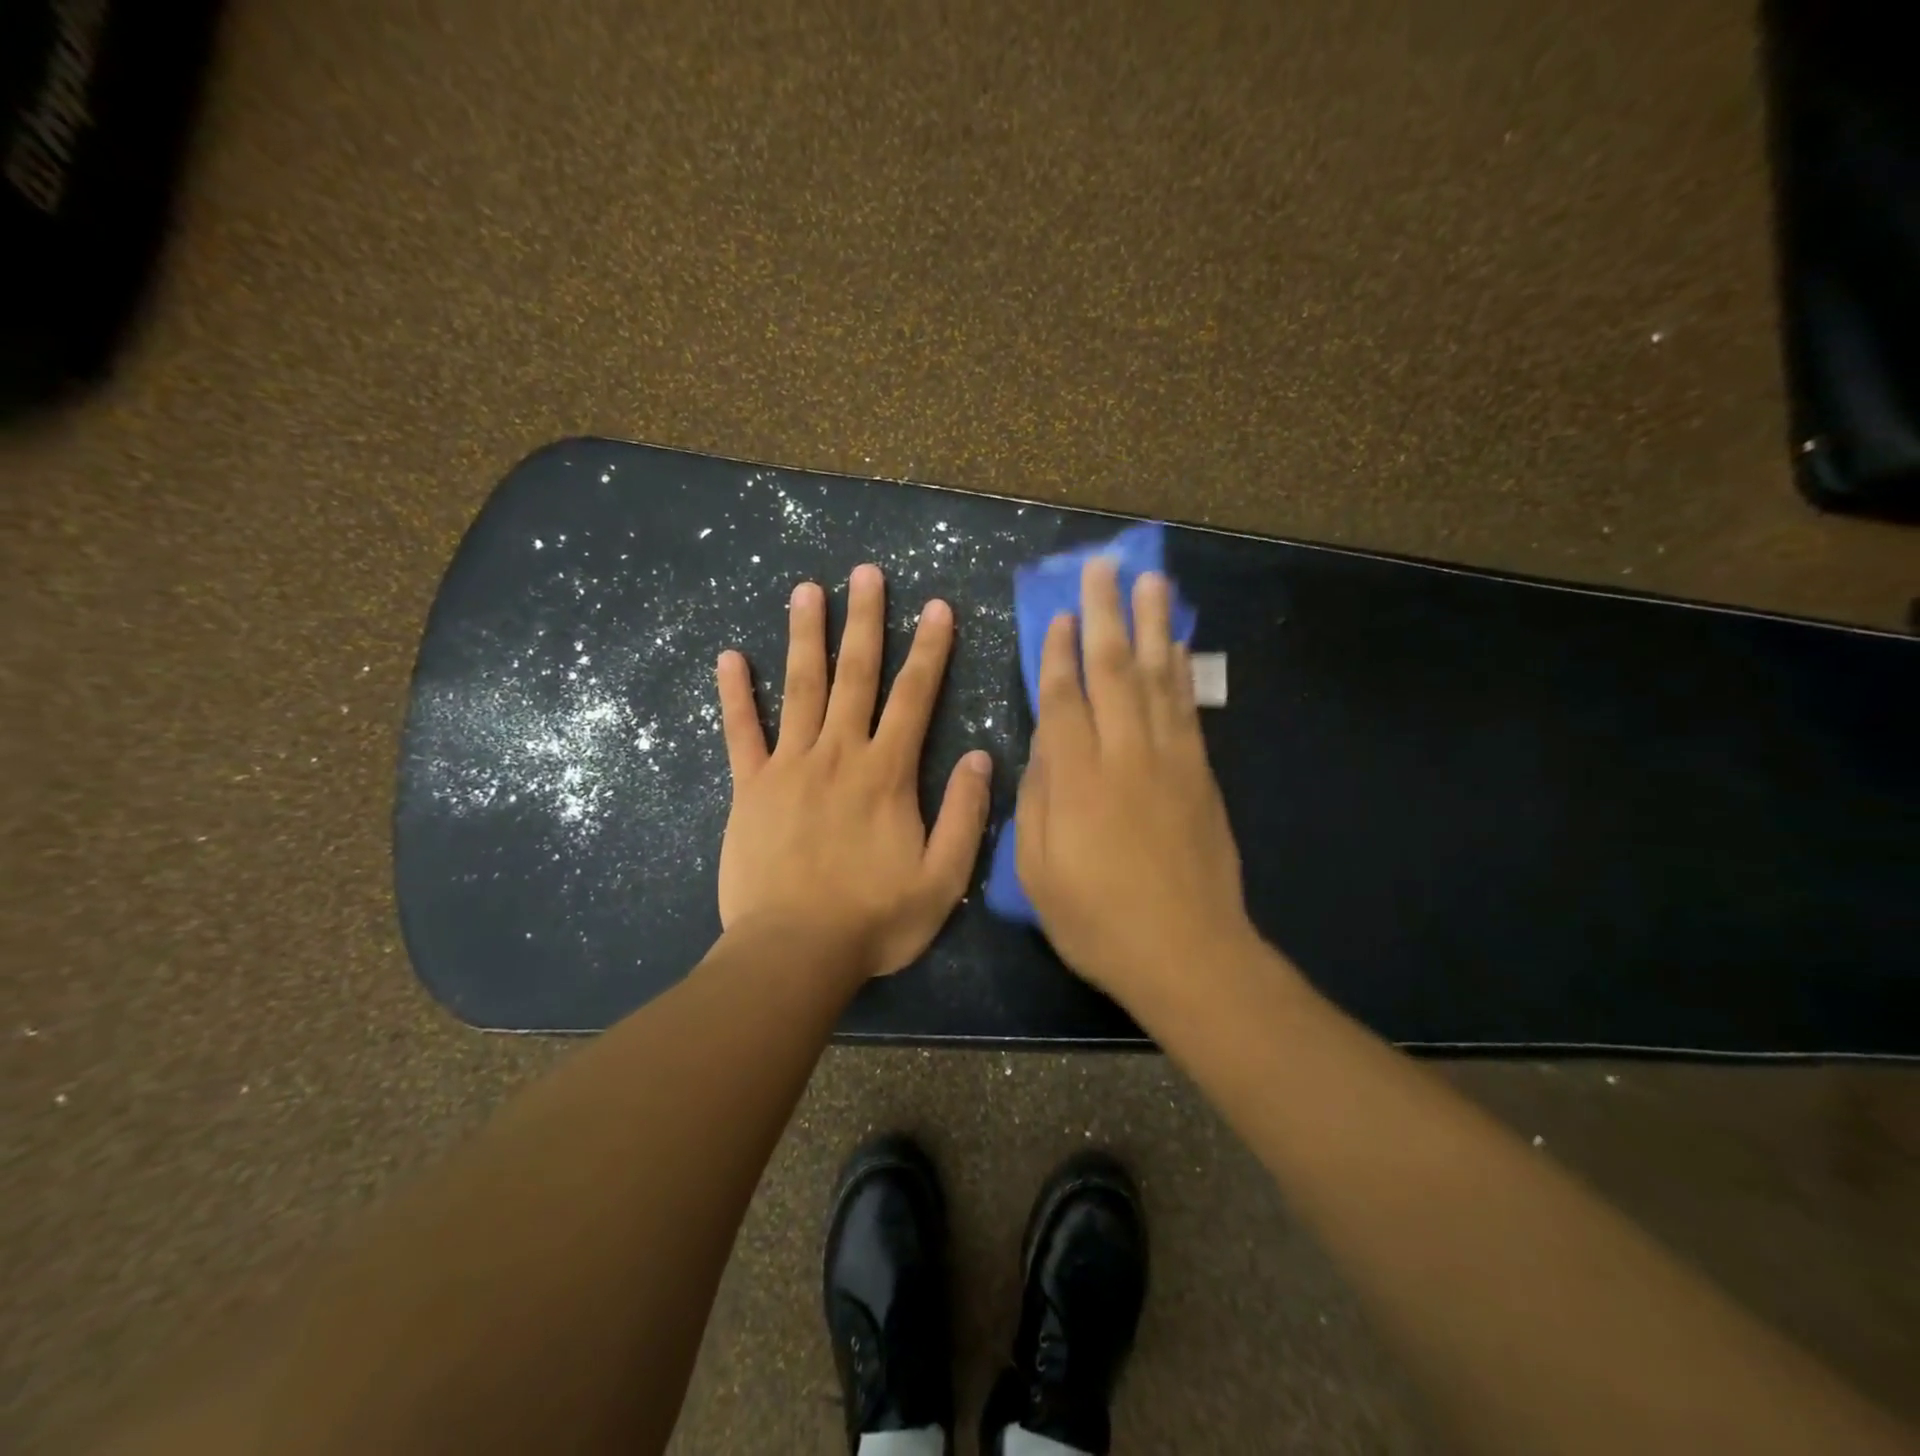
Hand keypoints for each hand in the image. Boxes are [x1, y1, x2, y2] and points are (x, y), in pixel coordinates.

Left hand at [715, 564, 992, 980]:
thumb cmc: (875, 919)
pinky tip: (730, 657)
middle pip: (855, 675)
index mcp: (887, 773)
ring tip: (806, 590)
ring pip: (800, 687)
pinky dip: (735, 694)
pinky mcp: (750, 787)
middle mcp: (839, 754)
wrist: (794, 952)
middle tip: (865, 573)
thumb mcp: (943, 878)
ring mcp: (789, 766)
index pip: (915, 697)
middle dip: (865, 621)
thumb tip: (983, 757)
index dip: (930, 649)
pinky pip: (741, 732)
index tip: (937, 606)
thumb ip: (966, 815)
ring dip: (806, 636)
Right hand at [1014, 557, 1257, 1005]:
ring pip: (1157, 677)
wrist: (1187, 953)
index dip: (1058, 653)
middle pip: (1113, 670)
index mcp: (1076, 778)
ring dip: (1152, 625)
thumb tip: (1042, 749)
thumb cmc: (1097, 919)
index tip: (1058, 614)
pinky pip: (1187, 708)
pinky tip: (1177, 645)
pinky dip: (1181, 670)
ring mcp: (1169, 760)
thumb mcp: (1038, 871)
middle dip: (1105, 615)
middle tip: (1104, 568)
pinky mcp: (1201, 774)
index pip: (1064, 699)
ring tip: (1151, 581)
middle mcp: (1123, 754)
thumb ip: (1037, 801)